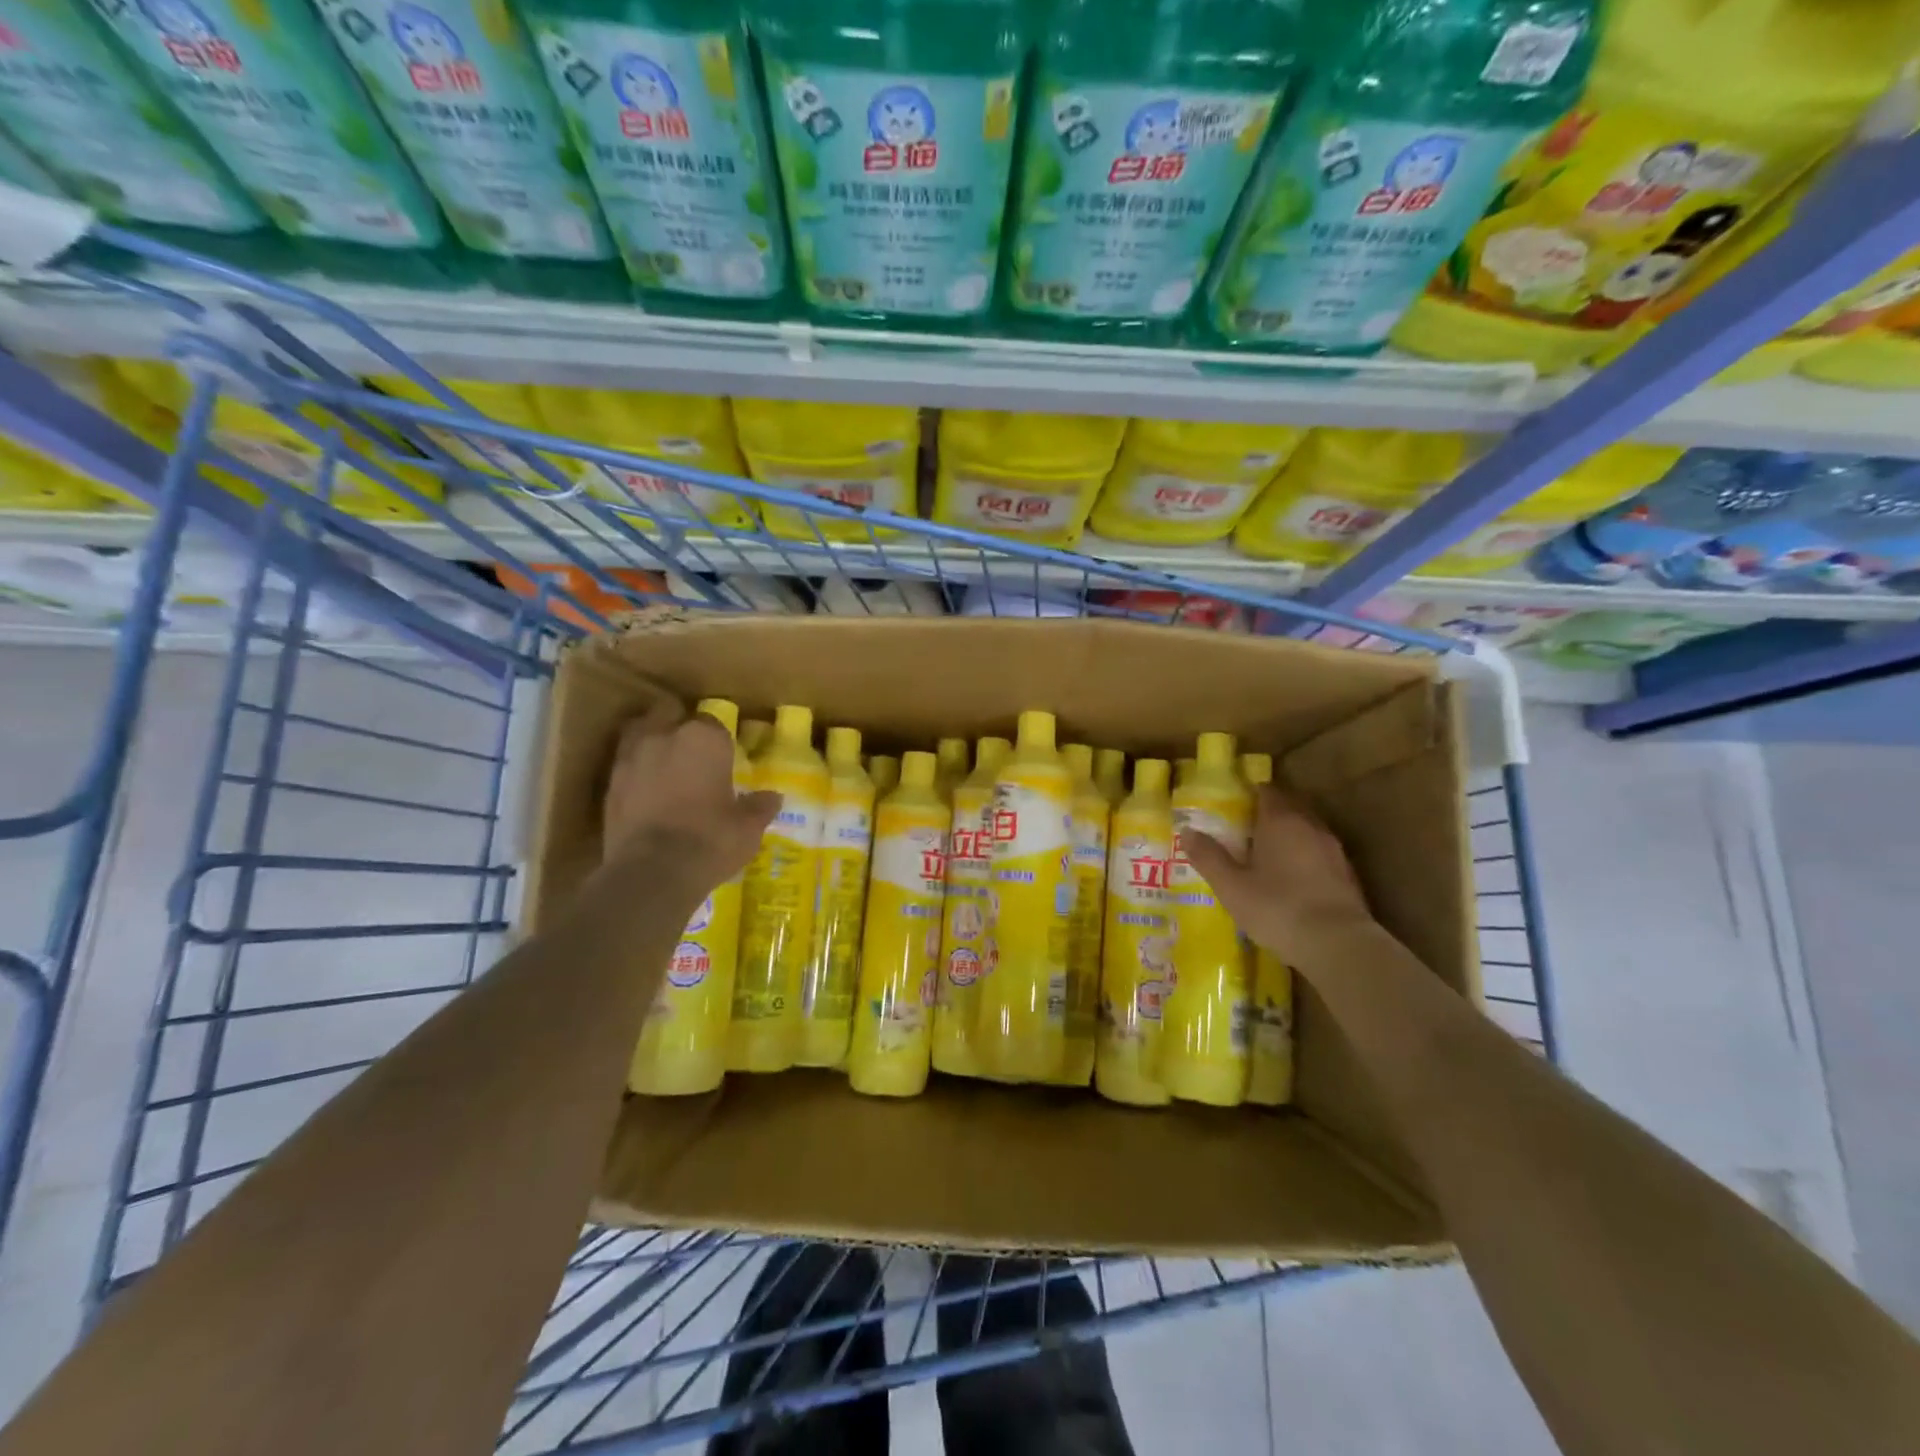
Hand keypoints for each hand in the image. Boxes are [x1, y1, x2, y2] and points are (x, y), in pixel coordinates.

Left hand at [602, 700, 779, 889]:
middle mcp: (664, 736)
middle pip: (668, 714)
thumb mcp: (747, 828)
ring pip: (640, 735)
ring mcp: (630, 758)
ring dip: (651, 745)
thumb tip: (772, 797)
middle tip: (691, 754)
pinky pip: (625, 767)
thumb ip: (759, 807)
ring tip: (665, 768)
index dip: (719, 740)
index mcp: (704, 738)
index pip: (714, 723)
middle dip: (677, 726)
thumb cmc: (710, 840)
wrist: (652, 873)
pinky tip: (647, 795)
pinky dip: (636, 775)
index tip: (725, 758)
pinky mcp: (608, 785)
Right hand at [1184, 784, 1373, 959]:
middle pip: (1289, 808)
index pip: (1267, 791)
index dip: (1249, 795)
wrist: (1338, 945)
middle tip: (1244, 832)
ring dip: (1288, 838)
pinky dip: (1304, 859)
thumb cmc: (1277, 908)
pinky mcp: (1348, 875)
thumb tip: (1186, 831)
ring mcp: (1334, 850)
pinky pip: (1320, 855)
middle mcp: (1310, 826)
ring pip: (1306, 831)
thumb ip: (1208, 856)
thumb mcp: (1231, 886)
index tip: (1232, 807)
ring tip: (1266, 857)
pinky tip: (1292, 882)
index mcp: (1280, 820)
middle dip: (1268, 815)